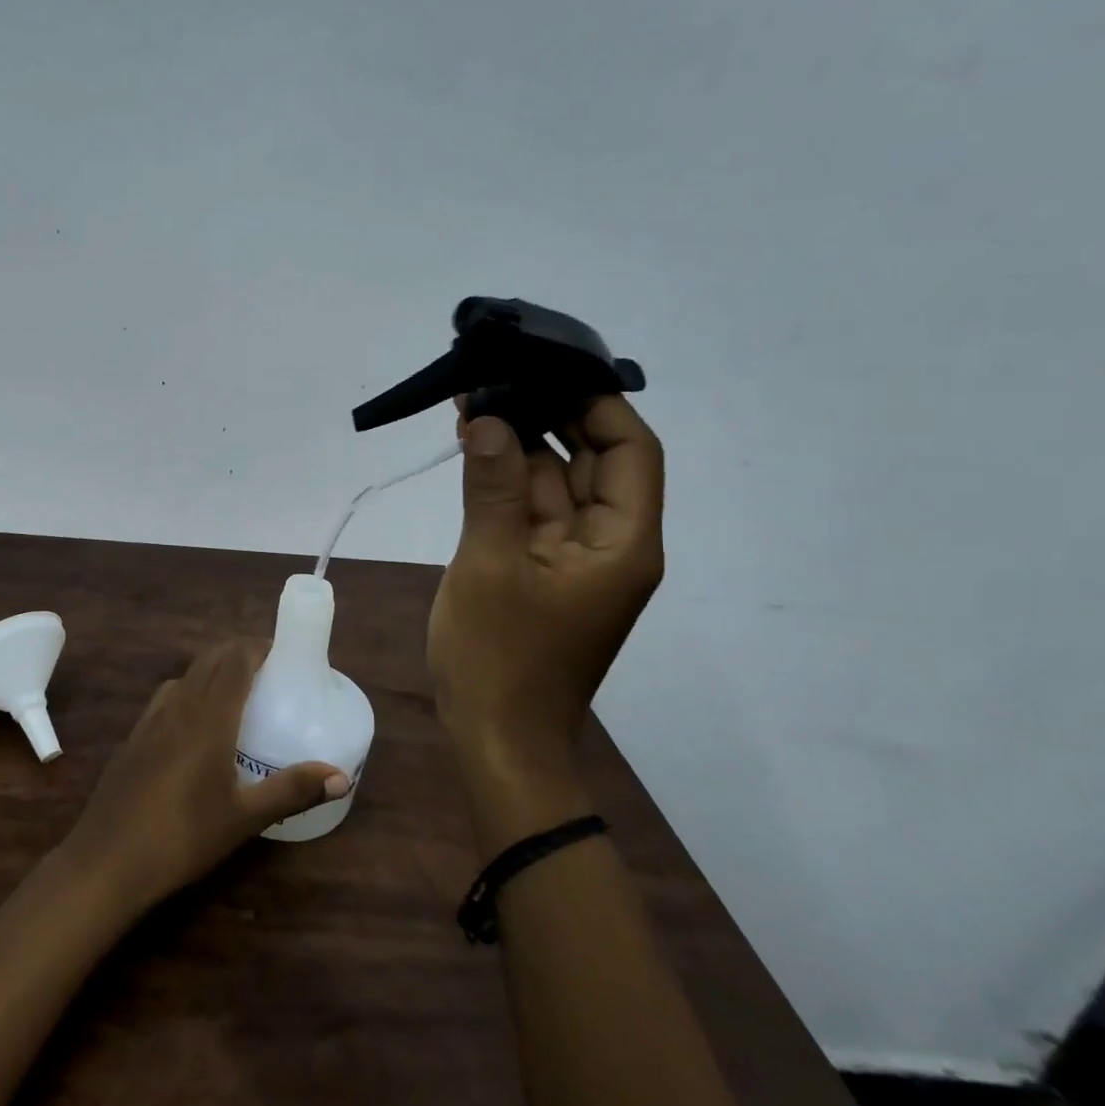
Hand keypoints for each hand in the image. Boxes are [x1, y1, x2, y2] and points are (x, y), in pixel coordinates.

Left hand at [60, 640, 348, 911]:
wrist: (107, 860)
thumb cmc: (183, 835)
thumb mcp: (244, 817)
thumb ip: (292, 790)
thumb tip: (342, 777)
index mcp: (209, 715)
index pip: (235, 660)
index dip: (257, 647)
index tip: (283, 653)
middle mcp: (179, 705)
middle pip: (210, 660)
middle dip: (239, 654)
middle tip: (269, 671)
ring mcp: (151, 719)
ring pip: (186, 676)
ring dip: (212, 671)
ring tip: (236, 693)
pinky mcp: (134, 737)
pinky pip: (167, 697)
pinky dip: (188, 691)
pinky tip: (194, 724)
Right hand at [428, 397, 664, 773]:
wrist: (495, 738)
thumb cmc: (501, 657)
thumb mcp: (492, 564)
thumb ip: (493, 487)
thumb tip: (491, 416)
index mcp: (622, 542)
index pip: (631, 451)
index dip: (596, 403)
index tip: (548, 367)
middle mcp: (608, 542)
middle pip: (591, 460)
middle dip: (548, 414)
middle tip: (499, 373)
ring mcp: (570, 556)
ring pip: (553, 481)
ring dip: (518, 443)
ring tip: (474, 397)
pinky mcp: (539, 567)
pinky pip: (528, 508)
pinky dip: (503, 476)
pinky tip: (473, 445)